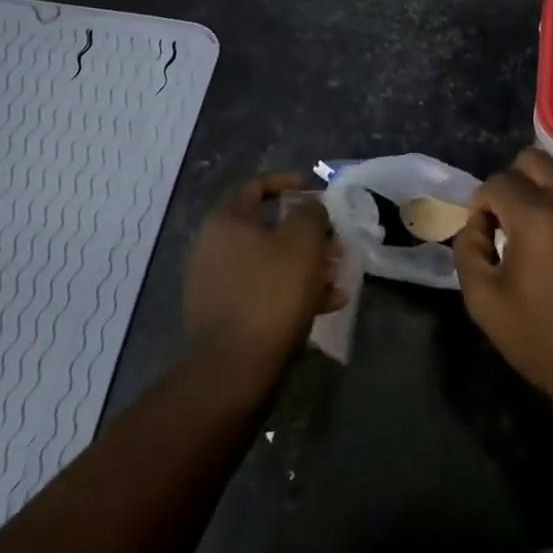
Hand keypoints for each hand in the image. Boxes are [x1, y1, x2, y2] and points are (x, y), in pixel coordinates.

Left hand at [184, 175, 343, 375]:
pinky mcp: (226, 314)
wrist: (233, 368)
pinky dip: (294, 291)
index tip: (313, 191)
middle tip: (335, 242)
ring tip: (338, 276)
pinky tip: (328, 304)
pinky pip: (264, 291)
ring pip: (270, 262)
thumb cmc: (270, 293)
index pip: (255, 187)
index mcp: (226, 221)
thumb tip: (312, 207)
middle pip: (268, 227)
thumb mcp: (302, 243)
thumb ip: (312, 214)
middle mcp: (215, 247)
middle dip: (307, 233)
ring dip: (306, 264)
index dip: (286, 184)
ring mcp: (217, 283)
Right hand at [453, 148, 552, 409]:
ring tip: (532, 240)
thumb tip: (475, 228)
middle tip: (505, 221)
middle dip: (511, 182)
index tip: (484, 238)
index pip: (497, 182)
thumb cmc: (545, 339)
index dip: (480, 206)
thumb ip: (468, 253)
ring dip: (538, 196)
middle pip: (533, 160)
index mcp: (537, 217)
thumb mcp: (485, 303)